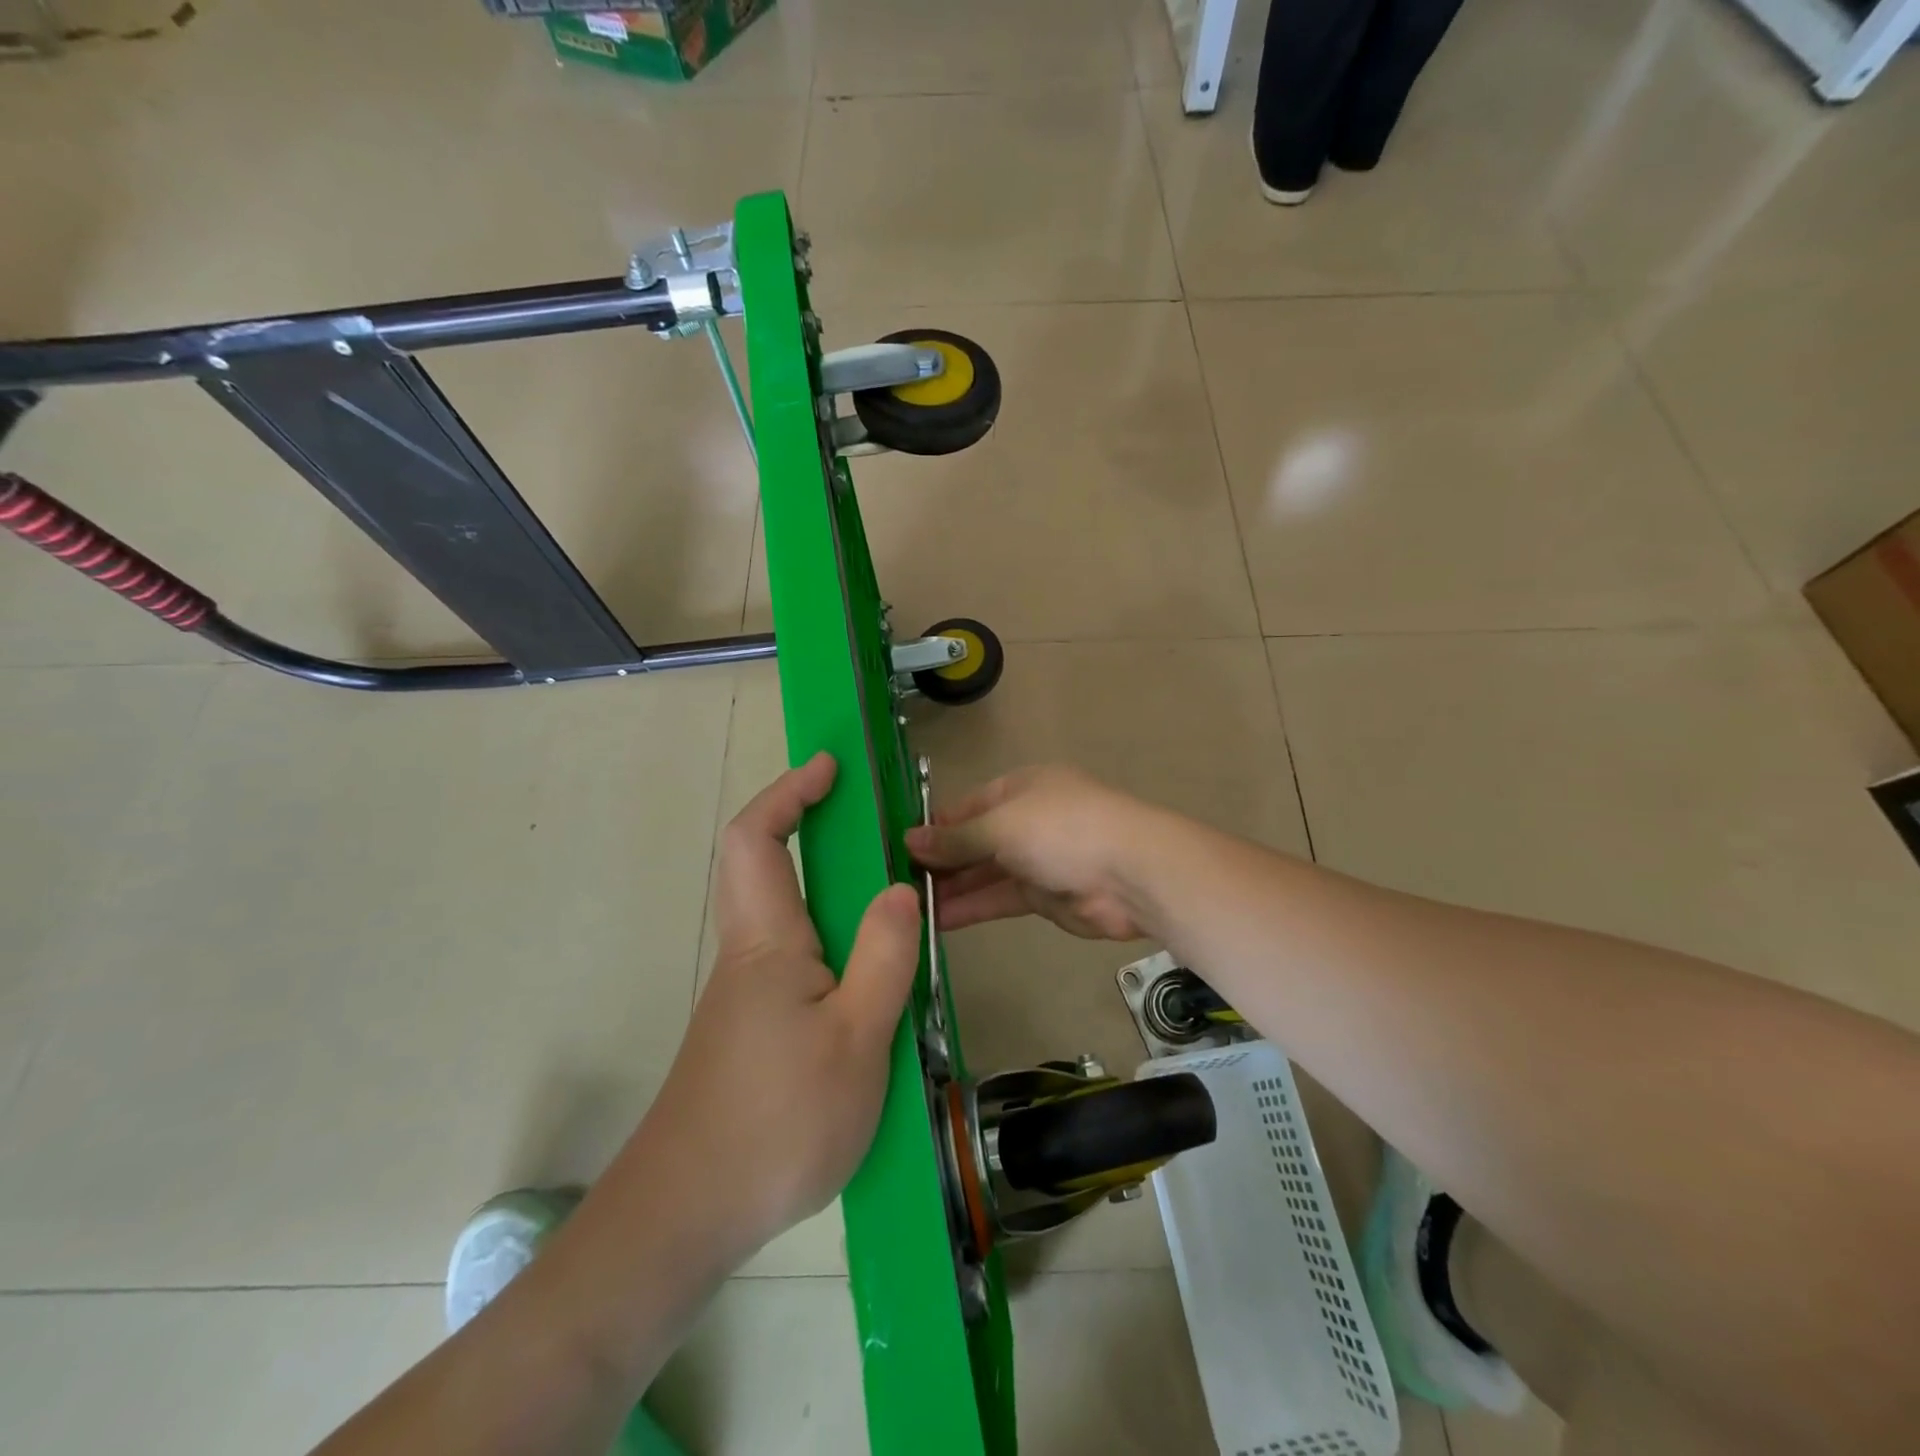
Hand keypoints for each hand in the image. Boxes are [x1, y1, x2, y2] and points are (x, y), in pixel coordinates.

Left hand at [635, 753, 922, 1262]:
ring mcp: (746, 995)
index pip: (757, 838)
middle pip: (764, 867)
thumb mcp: (856, 1039)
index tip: (830, 768)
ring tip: (886, 894)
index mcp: (768, 941)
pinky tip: (868, 977)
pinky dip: (829, 936)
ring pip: (783, 915)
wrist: (687, 1217)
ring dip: (824, 885)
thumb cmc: (777, 1122)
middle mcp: (750, 954)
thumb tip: (900, 887)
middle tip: (870, 822)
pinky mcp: (752, 1030)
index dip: (788, 792)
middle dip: (808, 825)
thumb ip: (884, 958)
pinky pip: (793, 959)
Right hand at [906, 765, 1158, 940]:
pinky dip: (971, 907)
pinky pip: (999, 898)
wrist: (1130, 873)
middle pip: (973, 841)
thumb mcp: (1001, 825)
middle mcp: (1025, 820)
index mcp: (1019, 789)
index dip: (934, 826)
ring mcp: (1036, 859)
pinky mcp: (1043, 896)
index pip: (966, 806)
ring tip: (908, 906)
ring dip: (950, 887)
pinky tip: (937, 920)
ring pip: (984, 873)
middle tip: (896, 882)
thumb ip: (956, 838)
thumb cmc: (1061, 830)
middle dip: (939, 860)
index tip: (898, 847)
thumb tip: (909, 838)